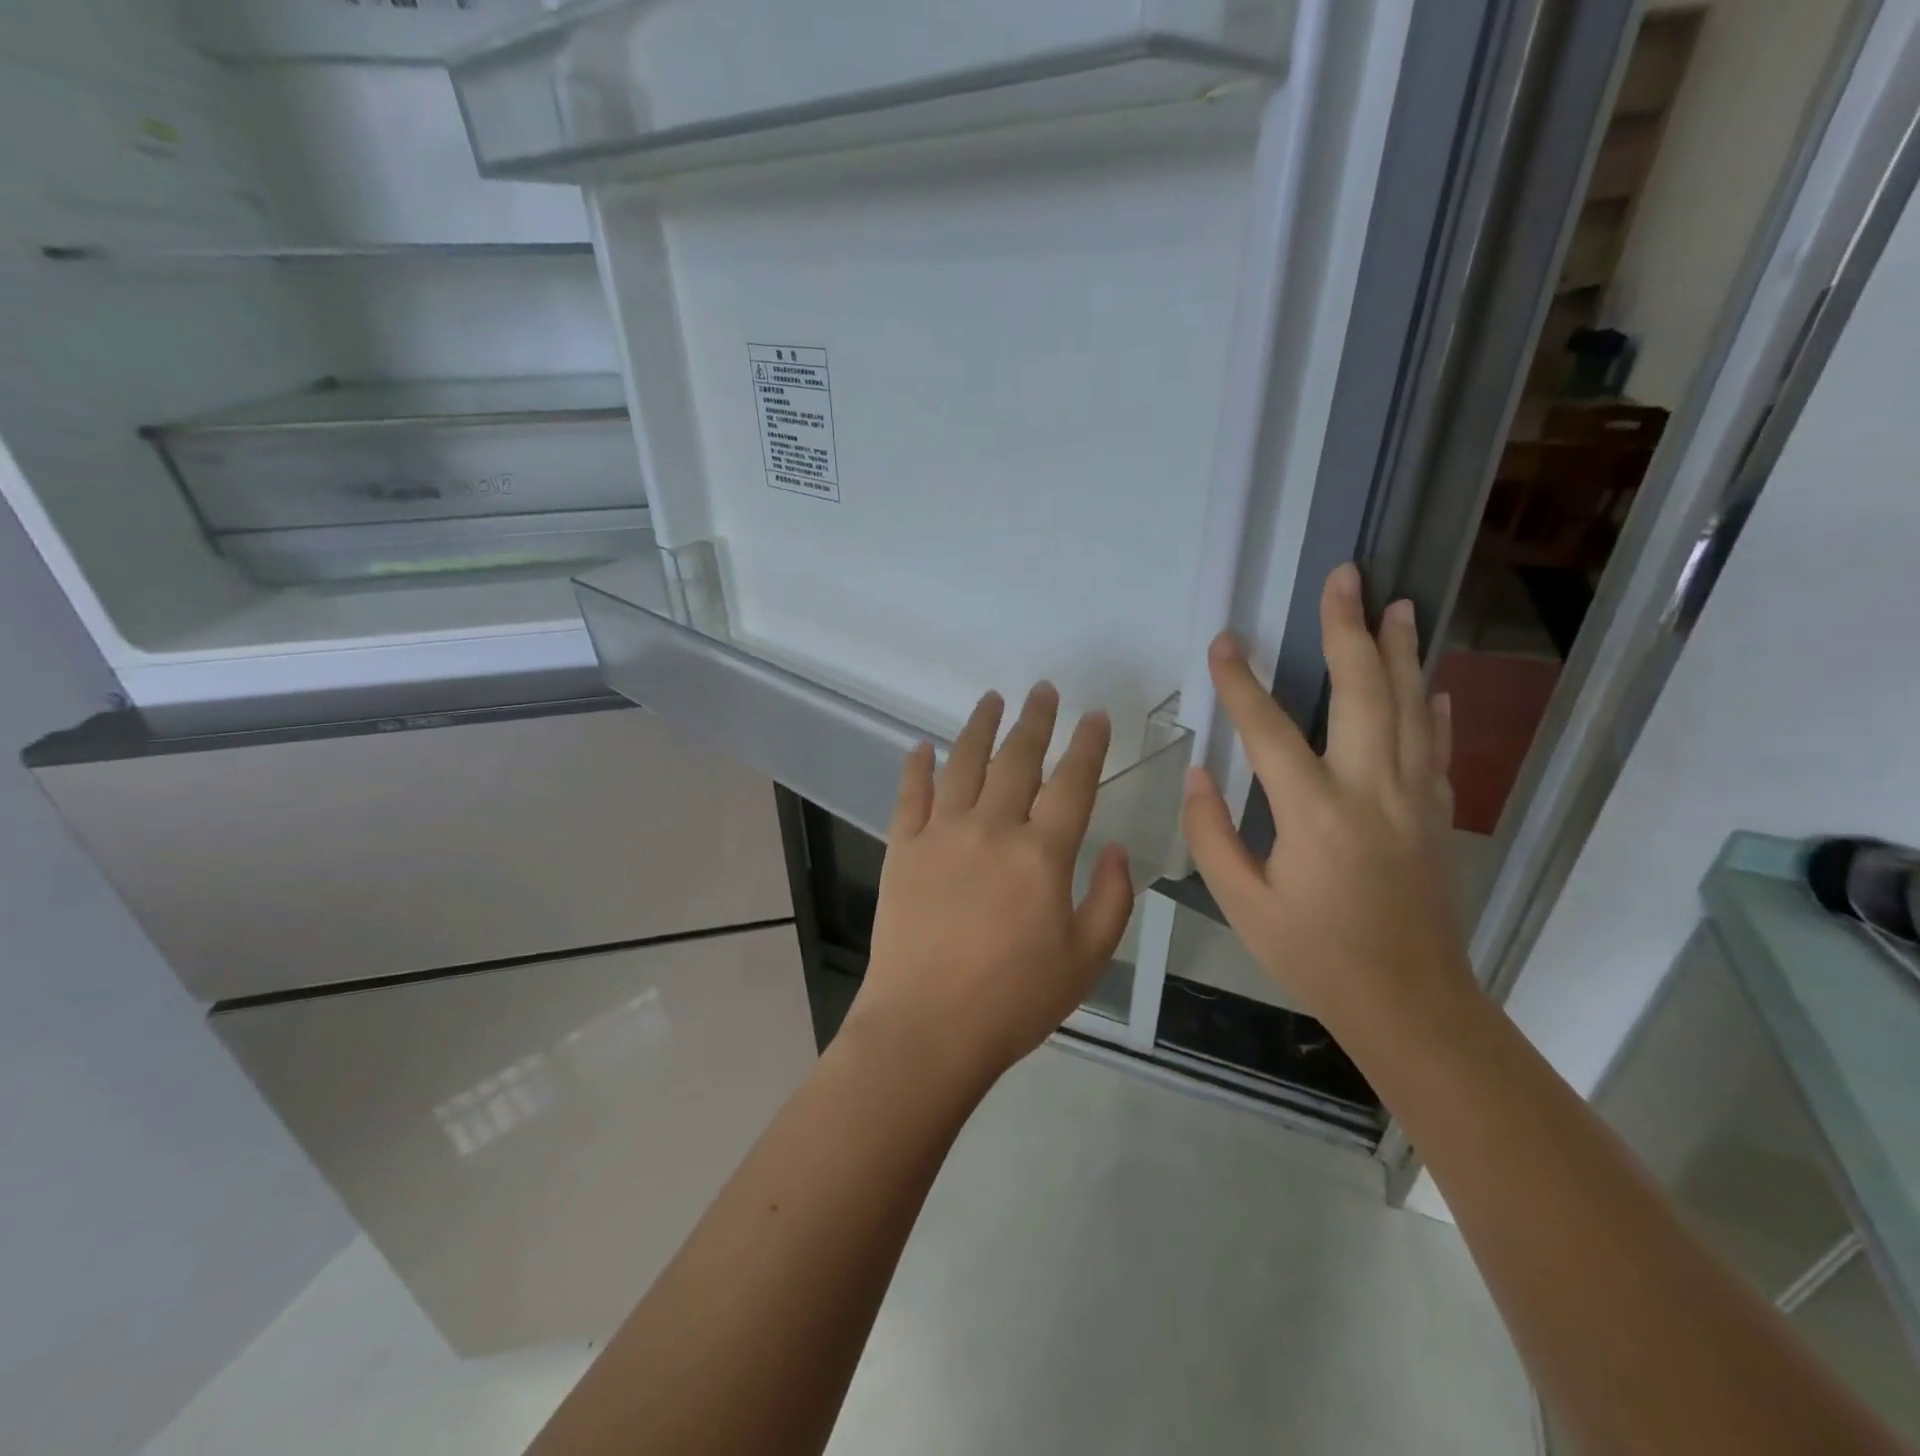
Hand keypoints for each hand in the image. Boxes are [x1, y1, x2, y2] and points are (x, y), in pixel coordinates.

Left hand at [848, 682, 1135, 1082]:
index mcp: (1042, 854)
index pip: (1072, 782)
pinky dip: (917, 766)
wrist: (928, 1026)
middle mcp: (992, 828)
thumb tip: (1119, 851)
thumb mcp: (1086, 959)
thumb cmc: (1014, 1000)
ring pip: (963, 763)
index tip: (1094, 715)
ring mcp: (942, 833)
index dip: (1087, 745)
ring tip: (992, 698)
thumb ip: (1112, 899)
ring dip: (979, 726)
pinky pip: (910, 794)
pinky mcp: (902, 848)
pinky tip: (923, 747)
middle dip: (1035, 720)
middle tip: (1043, 690)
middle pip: (1017, 759)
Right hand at [1181, 563, 1475, 1039]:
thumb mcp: (1243, 904)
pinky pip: (1438, 748)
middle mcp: (1370, 791)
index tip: (1222, 642)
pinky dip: (1436, 709)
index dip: (1240, 682)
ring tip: (1398, 604)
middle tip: (1346, 576)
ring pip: (1412, 707)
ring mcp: (1414, 799)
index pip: (1268, 730)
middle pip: (1363, 692)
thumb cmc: (1315, 956)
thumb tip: (1199, 775)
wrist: (1411, 1003)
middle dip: (1348, 629)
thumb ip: (1212, 835)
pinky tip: (1434, 682)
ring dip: (1402, 652)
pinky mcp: (1438, 815)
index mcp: (1313, 814)